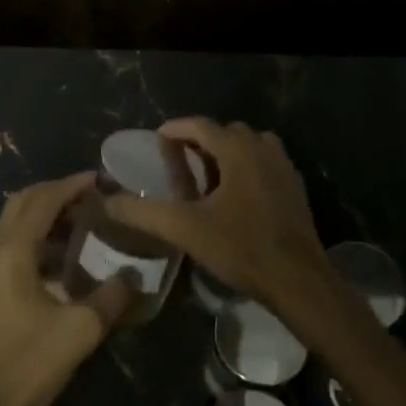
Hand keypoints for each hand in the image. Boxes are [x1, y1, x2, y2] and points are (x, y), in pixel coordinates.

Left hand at [0, 173, 138, 405]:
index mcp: (13, 252)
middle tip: (90, 196)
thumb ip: (111, 297)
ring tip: (81, 221)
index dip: (71, 185)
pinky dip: (37, 237)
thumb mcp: (80, 330)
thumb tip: (135, 276)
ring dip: (45, 214)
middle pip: (22, 204)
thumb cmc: (29, 364)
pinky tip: (62, 258)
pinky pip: (13, 246)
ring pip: (14, 224)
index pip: (43, 201)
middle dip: (55, 193)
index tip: (100, 179)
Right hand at [103, 118, 332, 312]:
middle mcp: (263, 147)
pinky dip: (245, 166)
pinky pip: (264, 162)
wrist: (298, 280)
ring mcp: (283, 166)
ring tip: (206, 177)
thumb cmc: (241, 248)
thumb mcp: (185, 229)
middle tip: (178, 162)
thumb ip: (143, 212)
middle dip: (200, 141)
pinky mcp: (294, 186)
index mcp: (237, 149)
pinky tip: (234, 195)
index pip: (200, 125)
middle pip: (224, 132)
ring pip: (247, 145)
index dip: (175, 129)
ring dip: (225, 153)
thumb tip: (107, 201)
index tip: (157, 140)